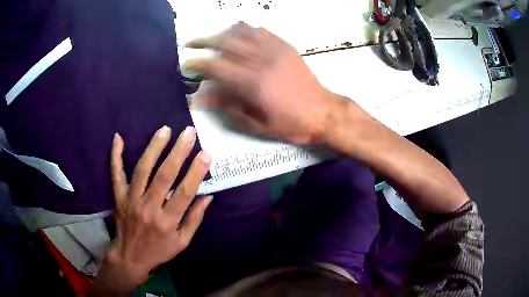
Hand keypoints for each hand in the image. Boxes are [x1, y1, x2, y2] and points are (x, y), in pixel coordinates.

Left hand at [93, 126, 211, 293]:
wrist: (130, 257)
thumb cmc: (159, 251)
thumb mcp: (182, 242)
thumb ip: (194, 219)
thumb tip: (208, 196)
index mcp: (167, 221)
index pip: (185, 193)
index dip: (196, 172)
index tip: (206, 153)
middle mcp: (149, 208)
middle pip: (164, 176)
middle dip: (178, 152)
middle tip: (188, 133)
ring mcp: (131, 200)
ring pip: (142, 169)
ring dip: (154, 147)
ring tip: (165, 130)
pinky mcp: (119, 197)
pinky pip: (116, 174)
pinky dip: (115, 155)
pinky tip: (118, 138)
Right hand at [184, 23, 344, 144]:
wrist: (324, 112)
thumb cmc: (292, 123)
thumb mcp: (258, 123)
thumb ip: (228, 107)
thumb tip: (202, 98)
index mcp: (253, 83)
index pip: (216, 66)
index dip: (197, 64)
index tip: (186, 64)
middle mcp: (262, 60)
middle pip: (225, 43)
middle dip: (204, 41)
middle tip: (190, 43)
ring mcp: (275, 50)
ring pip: (242, 32)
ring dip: (222, 33)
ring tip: (211, 38)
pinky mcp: (286, 47)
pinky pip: (262, 31)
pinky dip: (246, 29)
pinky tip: (238, 32)